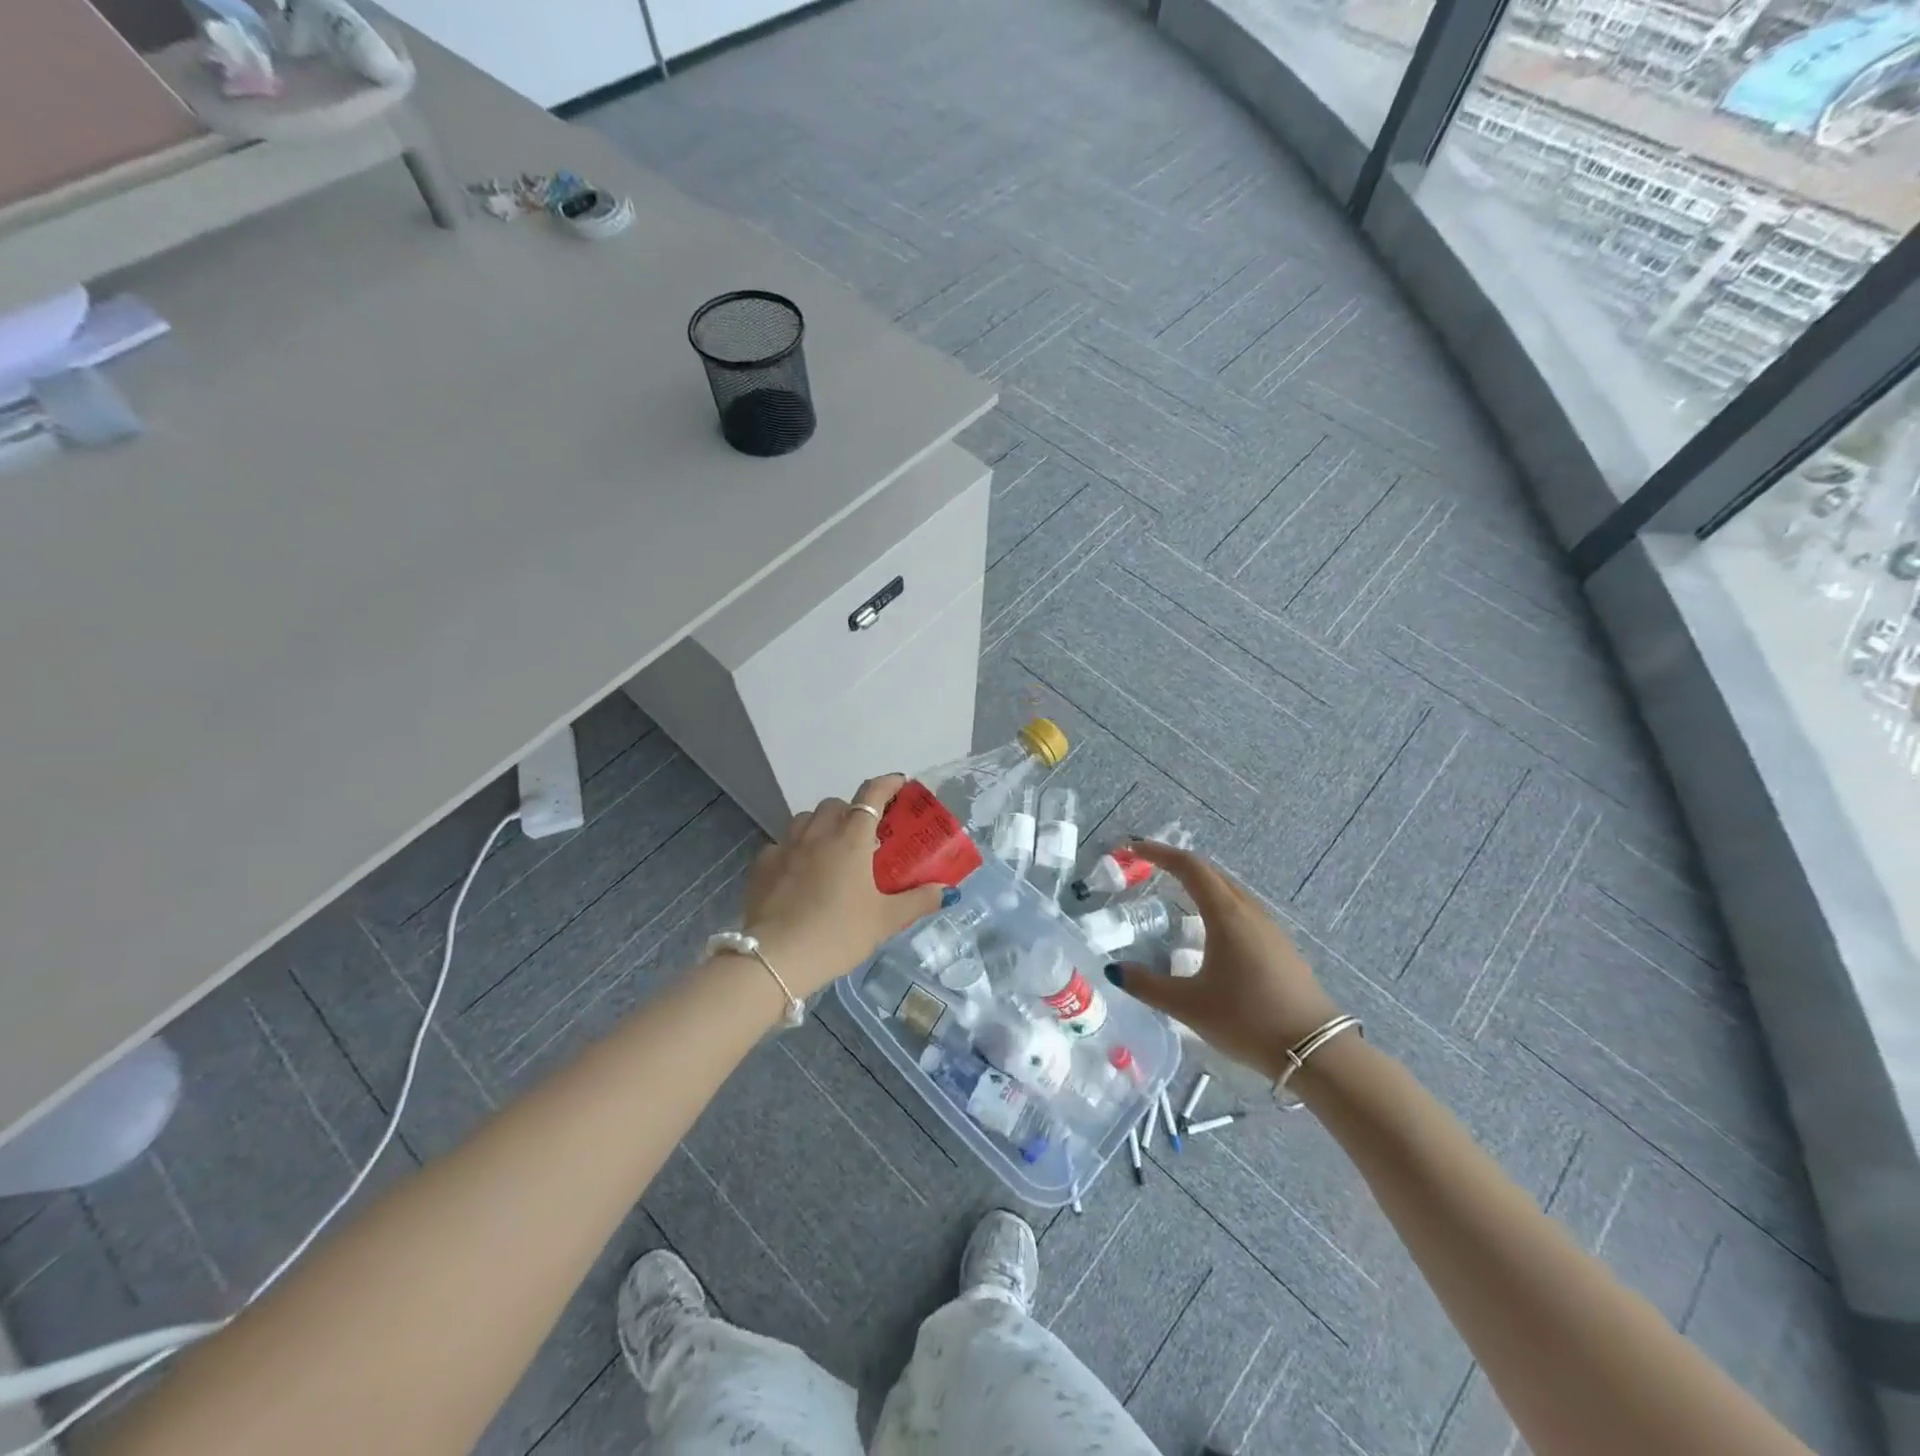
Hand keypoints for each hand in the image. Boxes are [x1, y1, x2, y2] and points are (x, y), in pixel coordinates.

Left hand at [738, 776, 945, 995]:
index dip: (888, 783)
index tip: (900, 783)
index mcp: (851, 838)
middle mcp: (817, 833)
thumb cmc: (837, 934)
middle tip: (865, 835)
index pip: (871, 795)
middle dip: (851, 810)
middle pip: (835, 804)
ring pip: (804, 819)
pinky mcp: (762, 866)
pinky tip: (798, 874)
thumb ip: (917, 901)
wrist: (775, 959)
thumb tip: (947, 891)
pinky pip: (781, 845)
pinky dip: (793, 850)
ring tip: (830, 850)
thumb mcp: (885, 921)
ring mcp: (785, 847)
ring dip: (820, 825)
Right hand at [1105, 841, 1340, 1079]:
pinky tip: (1210, 930)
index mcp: (1226, 916)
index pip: (1190, 868)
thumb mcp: (1188, 1006)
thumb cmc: (1247, 1020)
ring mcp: (1270, 929)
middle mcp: (1249, 912)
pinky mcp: (1280, 947)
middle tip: (1149, 867)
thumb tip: (1114, 970)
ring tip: (1175, 893)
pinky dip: (1218, 904)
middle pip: (1211, 873)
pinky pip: (1242, 910)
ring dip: (1201, 883)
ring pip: (1230, 891)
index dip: (1160, 853)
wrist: (1316, 1051)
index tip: (1134, 850)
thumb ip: (1147, 986)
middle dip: (1178, 864)